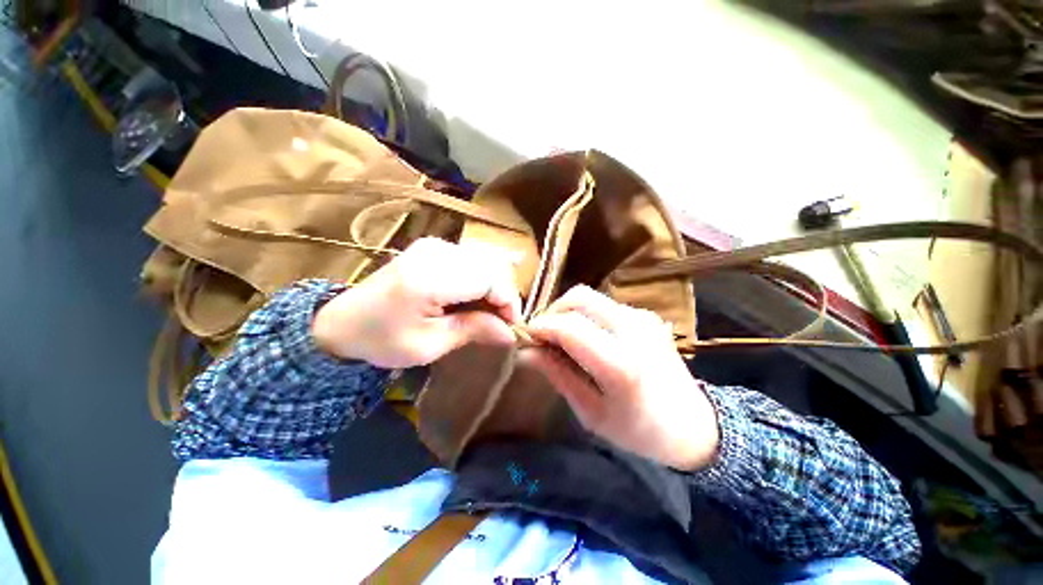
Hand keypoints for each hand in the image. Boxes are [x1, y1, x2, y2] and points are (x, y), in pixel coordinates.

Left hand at [313, 238, 520, 367]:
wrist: (342, 321)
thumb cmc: (382, 339)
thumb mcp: (429, 345)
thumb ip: (473, 331)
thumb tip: (511, 333)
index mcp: (430, 276)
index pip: (491, 279)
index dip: (508, 302)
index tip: (511, 328)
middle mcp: (436, 251)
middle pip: (492, 267)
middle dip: (503, 296)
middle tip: (499, 323)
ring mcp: (434, 245)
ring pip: (486, 262)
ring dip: (493, 288)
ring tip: (486, 314)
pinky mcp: (433, 247)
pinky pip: (473, 261)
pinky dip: (481, 281)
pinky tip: (472, 300)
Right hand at [527, 286, 719, 470]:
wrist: (694, 425)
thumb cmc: (640, 430)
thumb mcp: (592, 413)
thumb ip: (558, 375)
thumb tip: (526, 352)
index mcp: (621, 363)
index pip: (568, 326)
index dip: (540, 327)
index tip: (526, 337)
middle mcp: (633, 329)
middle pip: (579, 297)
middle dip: (552, 311)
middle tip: (542, 334)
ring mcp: (642, 317)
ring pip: (590, 297)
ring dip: (567, 311)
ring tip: (560, 336)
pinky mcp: (645, 315)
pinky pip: (604, 304)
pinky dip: (584, 314)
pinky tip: (585, 336)